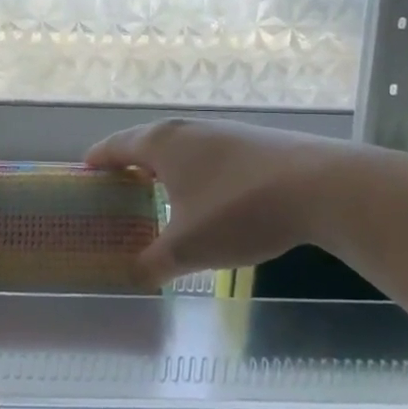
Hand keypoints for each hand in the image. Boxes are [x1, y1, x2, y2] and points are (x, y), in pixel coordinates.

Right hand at [86, 118, 342, 283]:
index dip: (98, 160)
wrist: (323, 188)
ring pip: (184, 148)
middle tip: (119, 187)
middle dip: (131, 163)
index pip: (117, 145)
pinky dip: (198, 173)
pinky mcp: (258, 144)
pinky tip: (210, 199)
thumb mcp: (188, 248)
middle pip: (149, 141)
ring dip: (168, 168)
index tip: (84, 170)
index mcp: (163, 144)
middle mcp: (191, 130)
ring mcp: (228, 133)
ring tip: (161, 193)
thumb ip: (153, 264)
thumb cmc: (239, 211)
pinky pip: (212, 156)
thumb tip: (135, 278)